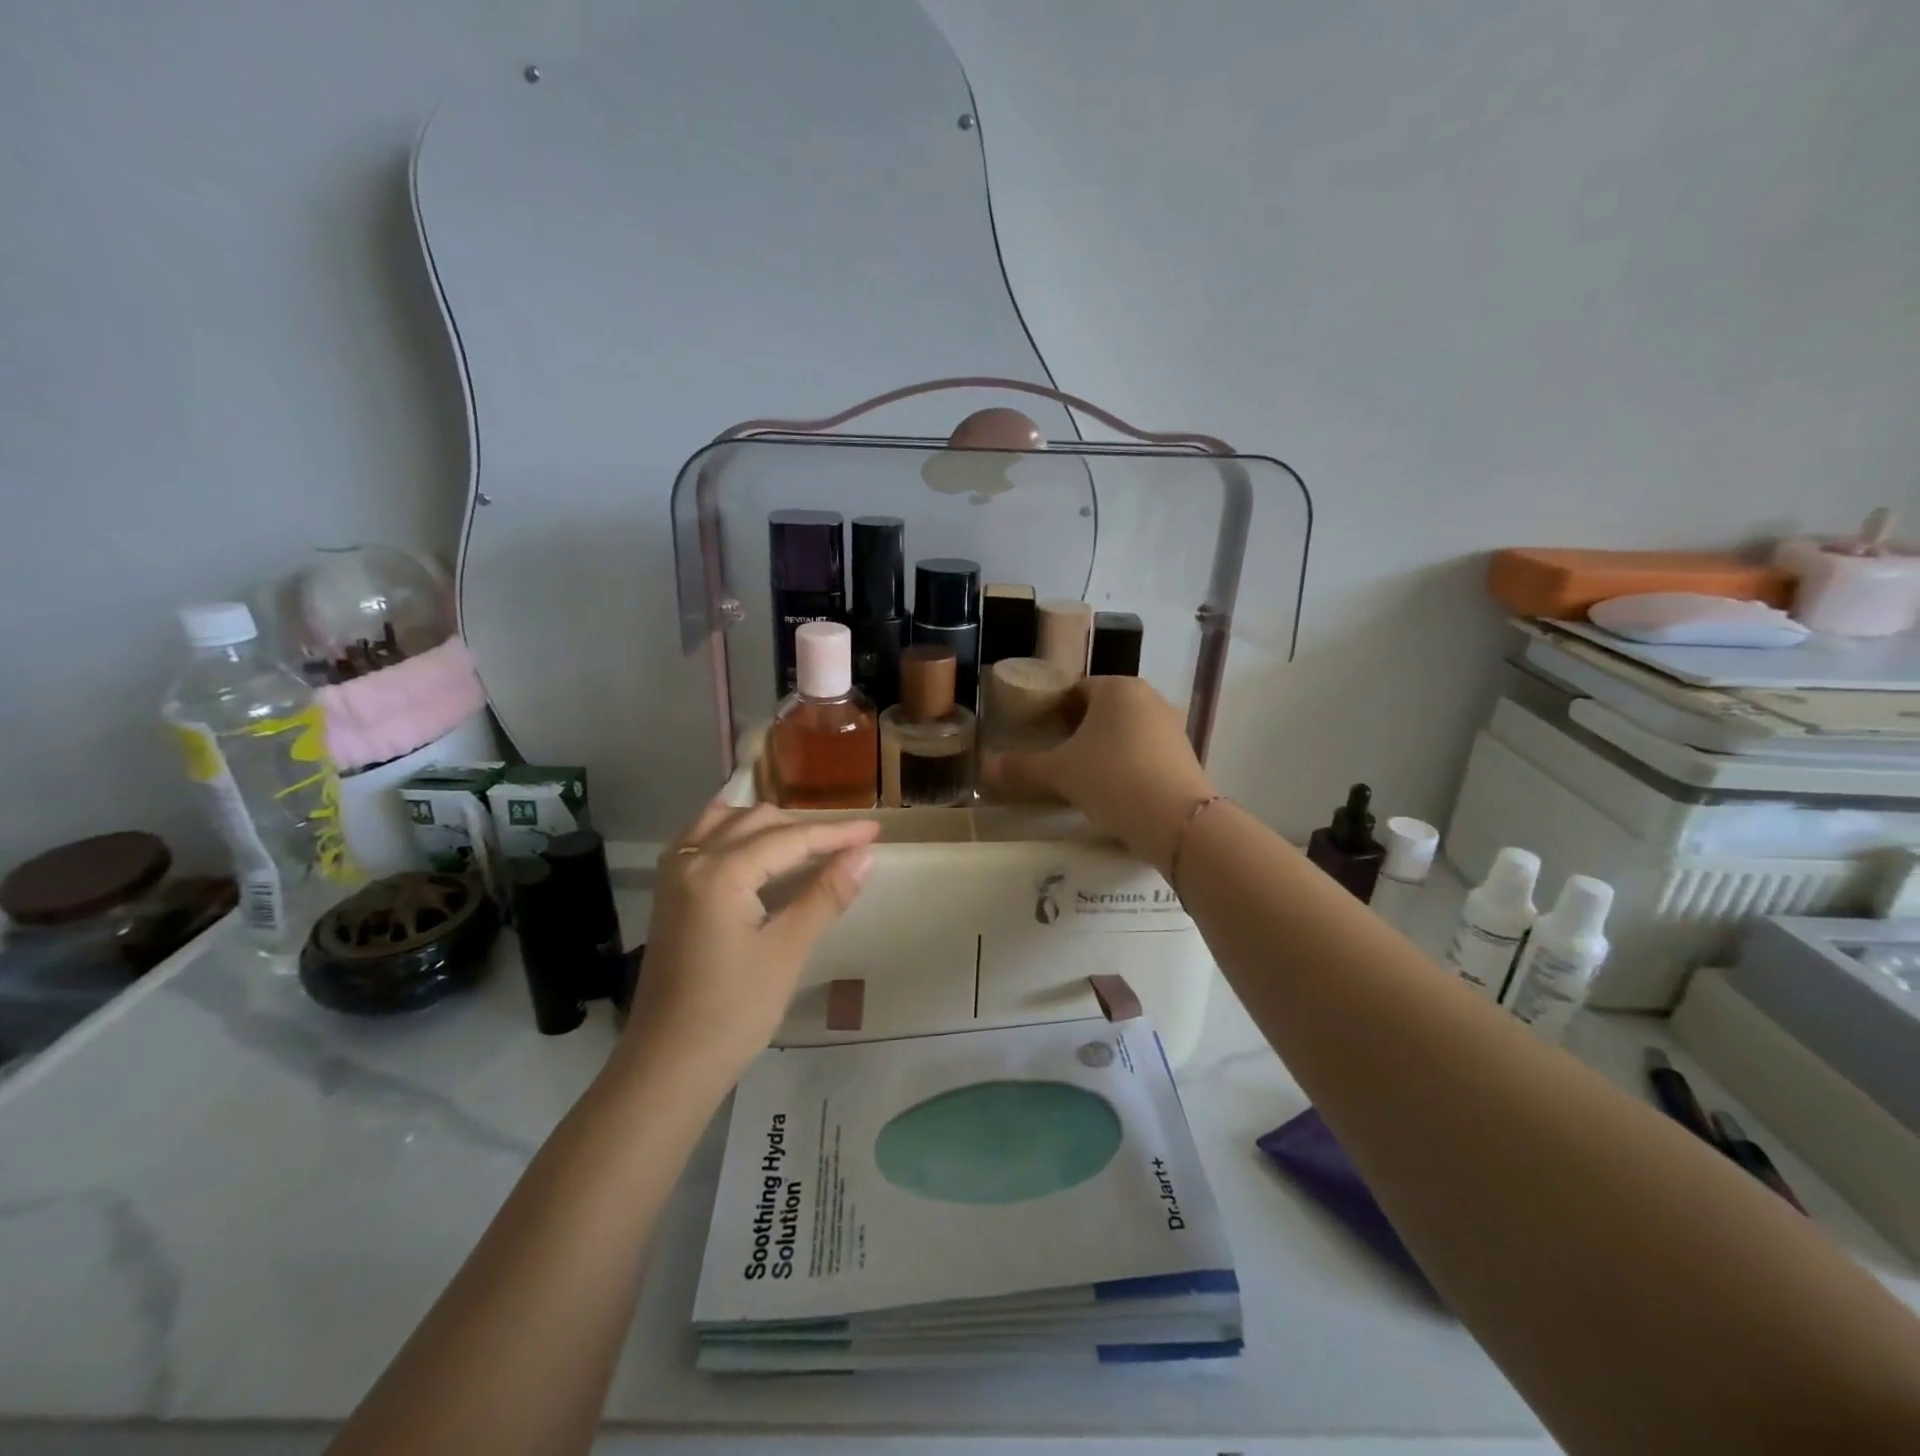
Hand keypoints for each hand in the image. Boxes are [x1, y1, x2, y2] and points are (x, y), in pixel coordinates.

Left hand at [622, 802, 879, 1086]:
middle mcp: (691, 860)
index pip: (788, 839)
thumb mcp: (787, 952)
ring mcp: (673, 875)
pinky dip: (734, 830)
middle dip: (805, 828)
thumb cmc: (733, 1013)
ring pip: (727, 823)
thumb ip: (825, 896)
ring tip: (807, 840)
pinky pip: (702, 838)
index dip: (835, 833)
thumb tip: (864, 855)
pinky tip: (751, 839)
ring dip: (769, 824)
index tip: (875, 831)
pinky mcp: (669, 893)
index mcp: (719, 872)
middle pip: (757, 822)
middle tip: (849, 845)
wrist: (668, 1066)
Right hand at [982, 677, 1215, 874]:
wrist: (1177, 820)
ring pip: (1124, 732)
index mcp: (1117, 687)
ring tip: (1079, 777)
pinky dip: (1125, 765)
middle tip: (1052, 757)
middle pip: (1101, 710)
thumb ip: (1021, 768)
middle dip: (1076, 730)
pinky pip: (1144, 752)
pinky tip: (1112, 790)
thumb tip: (984, 769)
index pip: (1074, 689)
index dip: (1051, 710)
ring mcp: (1171, 726)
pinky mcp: (1185, 755)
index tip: (1034, 734)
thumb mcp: (1059, 773)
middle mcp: (1148, 698)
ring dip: (1102, 749)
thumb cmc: (1112, 779)